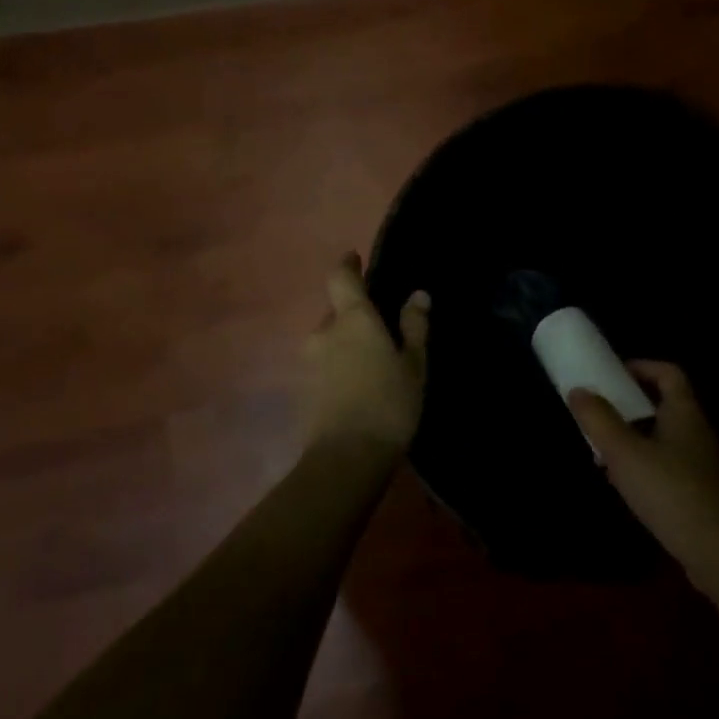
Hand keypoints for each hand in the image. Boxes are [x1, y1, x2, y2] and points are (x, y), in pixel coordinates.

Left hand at [302, 253, 429, 452]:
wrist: (345, 460)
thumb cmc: (389, 403)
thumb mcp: (414, 364)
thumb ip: (414, 327)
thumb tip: (418, 295)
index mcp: (352, 319)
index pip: (341, 277)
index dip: (347, 265)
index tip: (355, 259)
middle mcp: (323, 332)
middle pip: (336, 312)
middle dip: (354, 316)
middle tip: (381, 331)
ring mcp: (307, 362)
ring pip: (328, 341)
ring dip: (346, 344)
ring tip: (371, 363)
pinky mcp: (301, 390)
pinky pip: (323, 365)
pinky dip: (338, 367)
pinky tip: (357, 387)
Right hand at [568, 362, 718, 592]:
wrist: (716, 551)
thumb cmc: (669, 490)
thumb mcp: (624, 452)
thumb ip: (599, 420)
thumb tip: (578, 389)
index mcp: (684, 412)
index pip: (668, 373)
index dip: (641, 367)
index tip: (612, 375)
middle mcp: (698, 431)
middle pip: (665, 405)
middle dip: (631, 405)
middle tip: (601, 413)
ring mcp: (702, 463)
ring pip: (664, 437)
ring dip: (635, 437)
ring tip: (605, 450)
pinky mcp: (701, 492)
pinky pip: (669, 465)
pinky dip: (646, 464)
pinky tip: (626, 484)